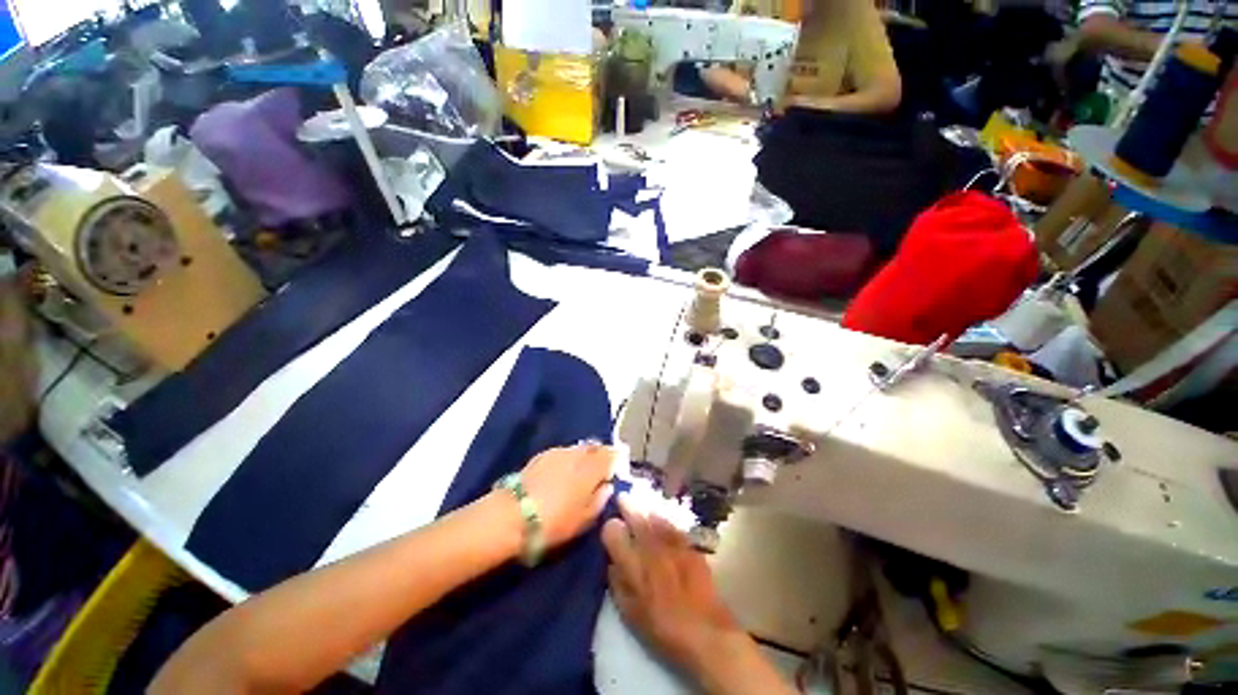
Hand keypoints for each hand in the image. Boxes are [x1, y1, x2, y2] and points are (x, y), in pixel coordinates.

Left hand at [520, 444, 613, 548]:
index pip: (612, 454)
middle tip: (603, 467)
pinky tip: (564, 470)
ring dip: (586, 455)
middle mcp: (578, 454)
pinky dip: (569, 457)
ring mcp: (559, 451)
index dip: (618, 458)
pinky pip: (564, 451)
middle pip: (596, 447)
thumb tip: (607, 486)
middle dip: (602, 454)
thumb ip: (600, 499)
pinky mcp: (543, 454)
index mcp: (592, 468)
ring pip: (580, 448)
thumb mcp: (584, 519)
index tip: (620, 466)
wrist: (512, 514)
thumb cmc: (554, 521)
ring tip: (583, 469)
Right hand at [601, 501, 740, 671]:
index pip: (615, 535)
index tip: (608, 521)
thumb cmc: (663, 628)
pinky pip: (673, 526)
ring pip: (655, 518)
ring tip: (639, 501)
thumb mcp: (631, 614)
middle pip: (637, 519)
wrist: (706, 633)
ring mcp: (672, 545)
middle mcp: (652, 549)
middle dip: (627, 505)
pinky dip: (664, 519)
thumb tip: (611, 562)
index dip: (610, 526)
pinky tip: (660, 516)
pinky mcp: (689, 547)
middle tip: (621, 495)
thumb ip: (618, 584)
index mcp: (634, 566)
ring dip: (645, 509)